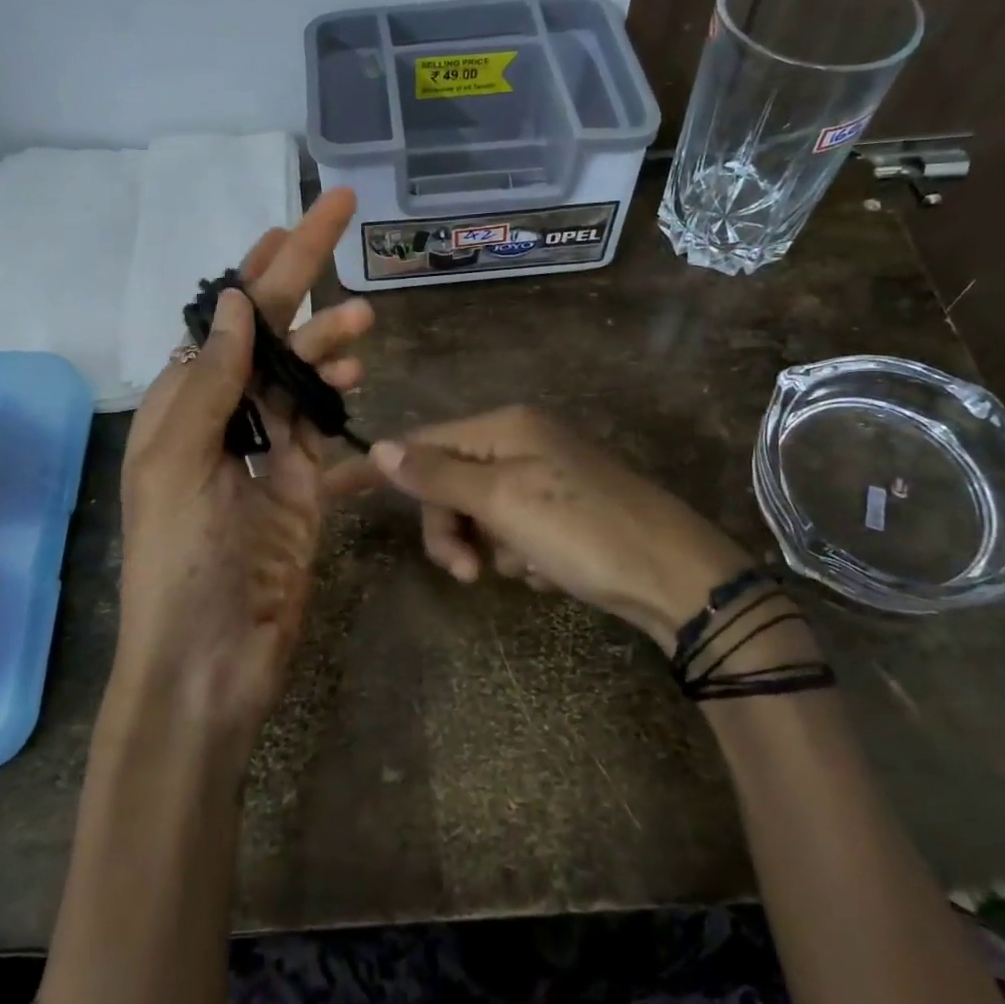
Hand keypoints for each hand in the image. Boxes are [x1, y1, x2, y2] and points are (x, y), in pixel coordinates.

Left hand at [113, 189, 371, 745]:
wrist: (209, 661)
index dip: (263, 267)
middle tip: (344, 225)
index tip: (297, 221)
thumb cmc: (181, 562)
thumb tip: (236, 304)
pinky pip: (327, 432)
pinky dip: (343, 407)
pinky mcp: (302, 489)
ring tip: (365, 325)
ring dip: (330, 345)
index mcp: (184, 405)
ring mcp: (267, 454)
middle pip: (273, 336)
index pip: (230, 319)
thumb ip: (209, 384)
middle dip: (305, 283)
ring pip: (304, 379)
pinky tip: (362, 386)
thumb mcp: (178, 465)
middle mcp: (225, 419)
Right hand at [336, 406, 755, 651]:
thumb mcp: (502, 501)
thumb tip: (380, 447)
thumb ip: (438, 475)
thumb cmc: (581, 530)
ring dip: (490, 546)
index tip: (331, 491)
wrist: (674, 576)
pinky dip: (522, 555)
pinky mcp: (563, 509)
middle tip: (467, 573)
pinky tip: (550, 571)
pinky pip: (514, 530)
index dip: (381, 468)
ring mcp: (545, 475)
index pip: (423, 442)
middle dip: (452, 528)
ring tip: (525, 569)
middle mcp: (523, 441)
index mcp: (506, 427)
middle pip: (451, 482)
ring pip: (481, 512)